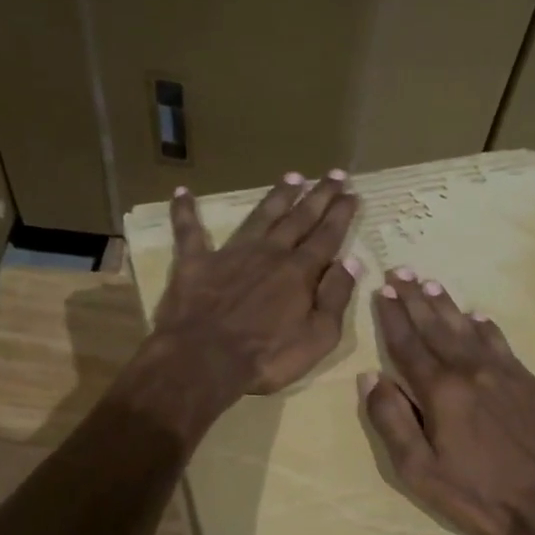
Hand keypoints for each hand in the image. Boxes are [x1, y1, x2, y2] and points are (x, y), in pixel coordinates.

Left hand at [151, 171, 361, 397]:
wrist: (204, 361)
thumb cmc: (267, 357)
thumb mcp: (318, 337)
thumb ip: (336, 298)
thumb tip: (351, 263)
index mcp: (300, 272)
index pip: (327, 237)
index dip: (341, 214)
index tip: (352, 193)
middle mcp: (269, 253)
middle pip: (299, 219)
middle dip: (319, 196)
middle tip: (334, 174)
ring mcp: (231, 254)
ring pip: (259, 216)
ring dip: (277, 196)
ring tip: (293, 176)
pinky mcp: (195, 263)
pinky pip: (188, 231)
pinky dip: (185, 211)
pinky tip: (182, 192)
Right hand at [361, 272, 534, 534]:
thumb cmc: (479, 495)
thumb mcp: (420, 471)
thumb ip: (392, 421)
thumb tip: (370, 377)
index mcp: (440, 390)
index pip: (407, 344)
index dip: (391, 317)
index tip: (380, 291)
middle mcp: (471, 370)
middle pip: (436, 326)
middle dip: (415, 298)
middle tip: (400, 271)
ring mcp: (506, 373)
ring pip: (469, 329)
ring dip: (447, 305)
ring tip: (431, 284)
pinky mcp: (531, 383)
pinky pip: (502, 343)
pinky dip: (486, 327)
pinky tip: (479, 317)